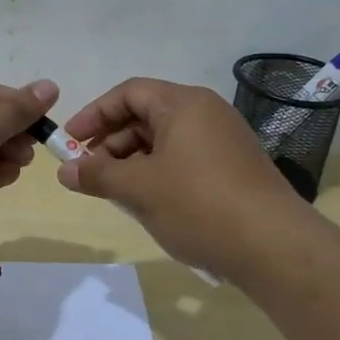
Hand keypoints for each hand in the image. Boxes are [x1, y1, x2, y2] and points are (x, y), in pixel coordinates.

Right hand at [56, 78, 298, 275]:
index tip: (69, 142)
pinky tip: (148, 203)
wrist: (274, 247)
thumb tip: (65, 170)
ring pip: (164, 141)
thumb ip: (97, 174)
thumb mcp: (139, 189)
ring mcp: (223, 141)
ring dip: (133, 162)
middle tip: (89, 173)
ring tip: (115, 193)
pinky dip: (158, 174)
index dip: (94, 114)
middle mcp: (206, 113)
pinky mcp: (233, 169)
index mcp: (184, 104)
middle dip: (111, 143)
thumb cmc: (199, 205)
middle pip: (146, 116)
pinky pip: (184, 160)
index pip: (129, 93)